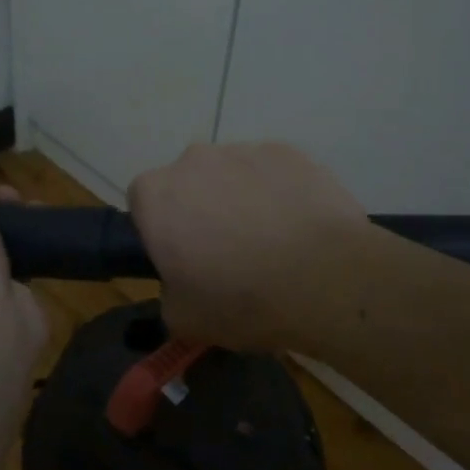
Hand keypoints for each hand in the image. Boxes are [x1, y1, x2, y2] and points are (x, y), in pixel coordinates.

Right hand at [128, 143, 367, 351]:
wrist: (326, 280)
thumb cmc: (242, 301)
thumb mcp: (184, 319)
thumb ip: (169, 293)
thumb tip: (182, 284)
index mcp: (157, 196)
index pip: (143, 202)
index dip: (161, 229)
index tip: (182, 257)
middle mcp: (194, 161)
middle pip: (188, 182)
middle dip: (201, 210)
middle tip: (228, 252)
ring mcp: (244, 150)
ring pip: (232, 174)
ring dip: (241, 200)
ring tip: (272, 242)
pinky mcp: (288, 152)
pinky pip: (272, 172)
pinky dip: (279, 193)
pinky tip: (299, 227)